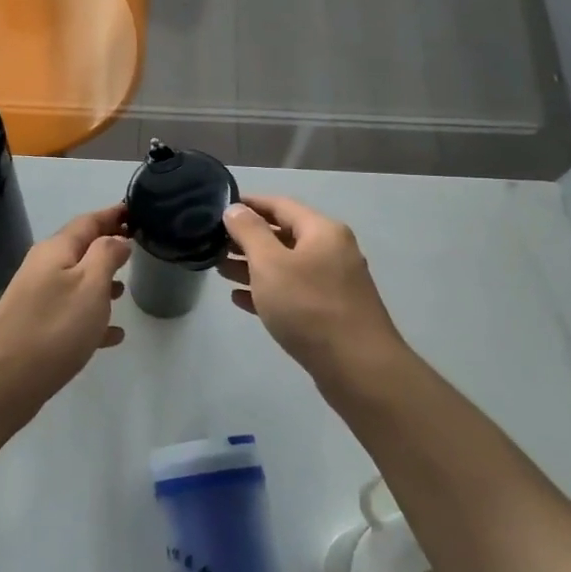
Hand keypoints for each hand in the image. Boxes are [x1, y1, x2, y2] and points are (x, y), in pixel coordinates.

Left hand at [0, 205, 131, 405]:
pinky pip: (70, 314)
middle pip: (80, 249)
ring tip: (126, 290)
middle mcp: (43, 267)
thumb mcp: (91, 284)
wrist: (6, 377)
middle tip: (137, 248)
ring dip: (100, 282)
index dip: (113, 214)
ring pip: (75, 282)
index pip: (88, 221)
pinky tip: (113, 335)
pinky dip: (92, 317)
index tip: (137, 210)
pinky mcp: (36, 327)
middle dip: (107, 247)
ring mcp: (36, 298)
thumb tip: (117, 238)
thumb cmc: (56, 325)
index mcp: (56, 250)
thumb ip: (107, 255)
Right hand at [221, 196, 404, 389]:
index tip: (219, 207)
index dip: (249, 204)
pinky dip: (267, 291)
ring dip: (253, 266)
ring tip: (220, 270)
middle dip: (247, 238)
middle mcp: (331, 251)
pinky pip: (292, 292)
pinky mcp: (330, 312)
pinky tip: (240, 299)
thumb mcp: (270, 264)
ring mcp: (333, 283)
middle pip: (283, 235)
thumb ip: (249, 232)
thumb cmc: (308, 307)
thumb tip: (235, 209)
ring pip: (286, 266)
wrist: (358, 367)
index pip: (280, 205)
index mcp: (322, 231)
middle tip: (213, 244)